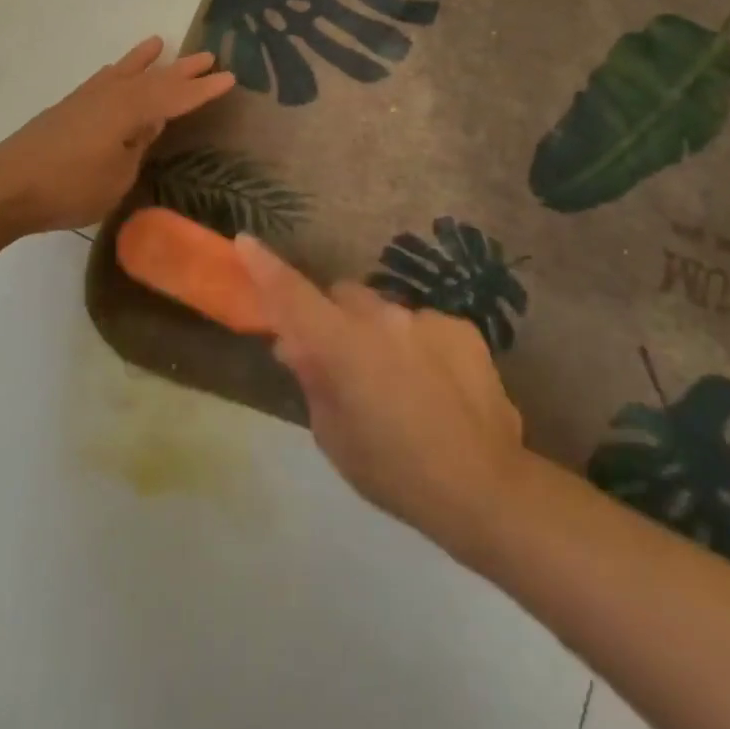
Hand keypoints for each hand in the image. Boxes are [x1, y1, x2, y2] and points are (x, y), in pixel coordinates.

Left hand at [0, 37, 234, 238]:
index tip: (229, 78)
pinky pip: (104, 79)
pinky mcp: (69, 107)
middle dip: (183, 71)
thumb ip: (137, 147)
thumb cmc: (69, 187)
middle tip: (209, 57)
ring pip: (126, 72)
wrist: (6, 185)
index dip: (203, 90)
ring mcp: (87, 98)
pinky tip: (117, 71)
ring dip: (147, 61)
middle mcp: (112, 96)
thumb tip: (147, 126)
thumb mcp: (117, 177)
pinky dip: (117, 72)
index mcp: (130, 111)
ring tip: (161, 43)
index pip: (176, 98)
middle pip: (155, 79)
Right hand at [235, 237, 525, 551]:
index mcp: (343, 344)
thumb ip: (314, 380)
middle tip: (341, 359)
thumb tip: (298, 345)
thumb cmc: (395, 472)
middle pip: (343, 296)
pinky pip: (424, 326)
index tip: (245, 241)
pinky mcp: (460, 327)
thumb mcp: (334, 436)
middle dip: (335, 317)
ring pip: (386, 312)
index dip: (265, 266)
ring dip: (380, 335)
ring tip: (399, 385)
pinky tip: (437, 388)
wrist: (484, 487)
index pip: (293, 294)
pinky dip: (419, 346)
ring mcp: (425, 318)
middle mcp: (382, 316)